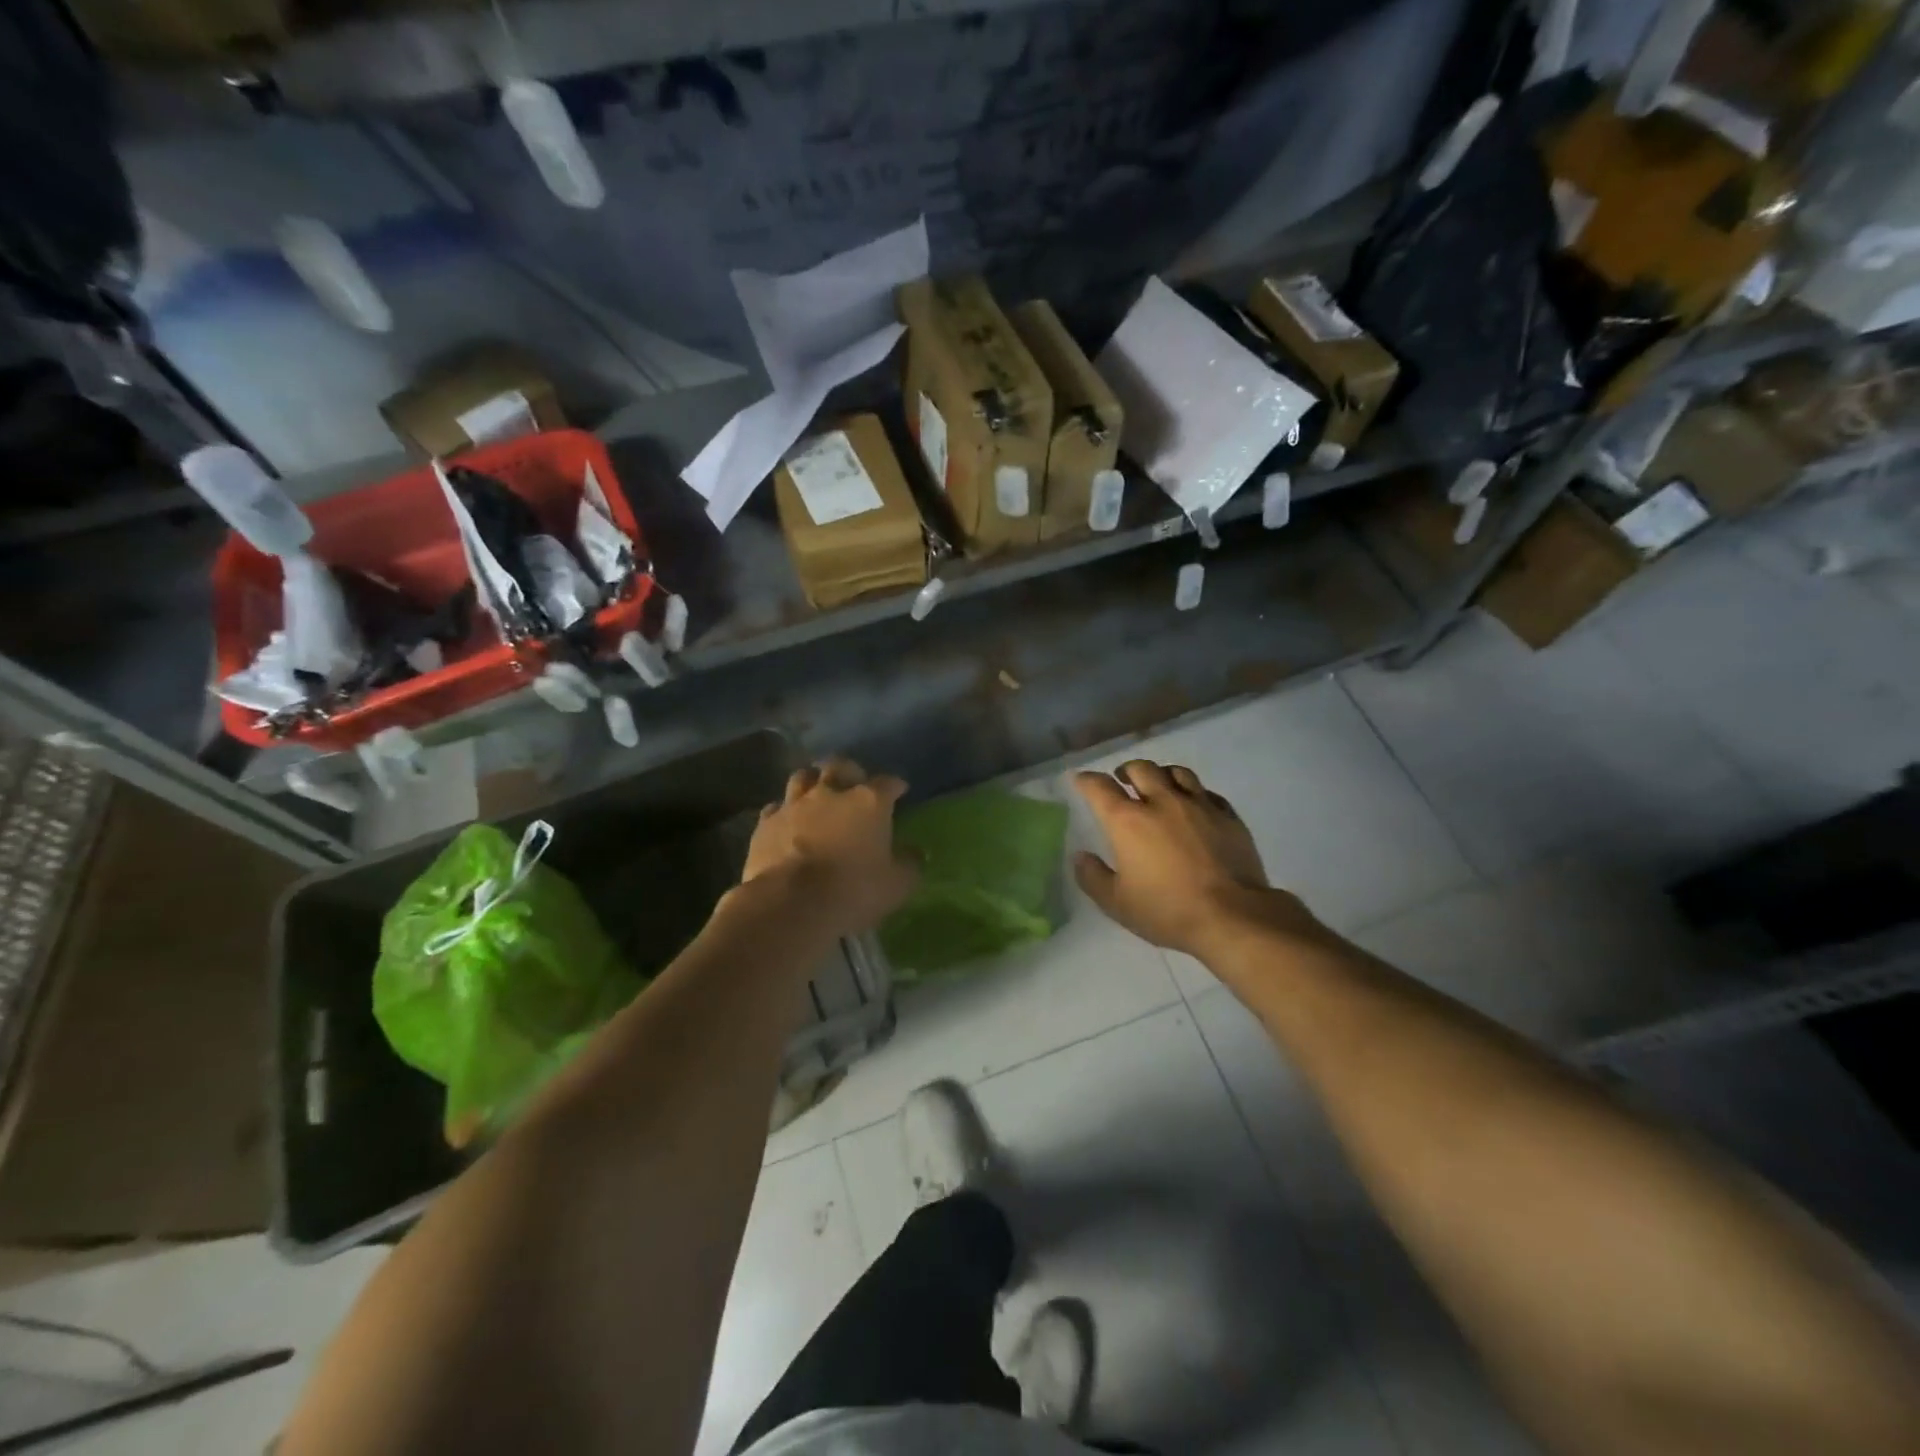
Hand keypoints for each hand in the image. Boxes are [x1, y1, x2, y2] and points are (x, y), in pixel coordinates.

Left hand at [739, 758, 919, 936]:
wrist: (790, 904)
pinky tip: (788, 822)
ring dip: (812, 782)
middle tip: (854, 782)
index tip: (900, 790)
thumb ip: (908, 864)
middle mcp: (831, 793)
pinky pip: (776, 808)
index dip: (896, 785)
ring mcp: (794, 805)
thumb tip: (914, 854)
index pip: (888, 783)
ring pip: (802, 778)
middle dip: (849, 771)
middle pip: (840, 766)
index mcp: (869, 802)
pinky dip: (785, 811)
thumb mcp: (896, 885)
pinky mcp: (766, 823)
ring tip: (817, 793)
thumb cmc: (853, 890)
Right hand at [1073, 760, 1318, 956]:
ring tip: (1159, 784)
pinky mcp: (1228, 816)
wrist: (1232, 916)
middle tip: (1123, 780)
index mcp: (1128, 821)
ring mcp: (1199, 805)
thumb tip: (1081, 856)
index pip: (1100, 787)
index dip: (1087, 780)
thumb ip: (1093, 877)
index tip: (1081, 780)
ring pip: (1177, 772)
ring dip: (1162, 774)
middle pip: (1141, 769)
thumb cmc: (1167, 910)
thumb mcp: (1117, 904)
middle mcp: (1162, 802)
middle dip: (1127, 771)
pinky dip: (1195, 793)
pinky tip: (1195, 805)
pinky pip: (1208, 792)